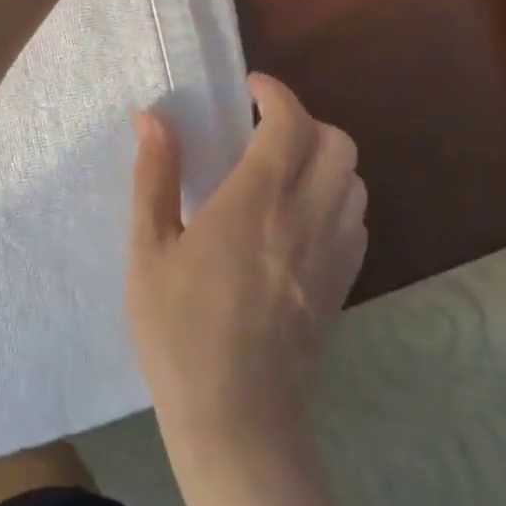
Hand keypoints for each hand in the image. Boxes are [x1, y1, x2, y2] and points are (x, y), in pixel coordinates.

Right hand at [126, 75, 367, 451]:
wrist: (236, 419)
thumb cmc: (179, 331)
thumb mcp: (149, 250)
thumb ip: (154, 177)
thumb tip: (152, 119)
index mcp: (254, 204)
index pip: (288, 124)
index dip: (275, 93)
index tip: (250, 87)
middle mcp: (305, 218)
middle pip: (337, 142)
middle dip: (304, 120)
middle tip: (264, 128)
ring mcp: (331, 253)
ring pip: (354, 179)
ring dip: (325, 157)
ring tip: (284, 166)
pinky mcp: (342, 283)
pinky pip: (356, 218)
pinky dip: (337, 196)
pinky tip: (300, 213)